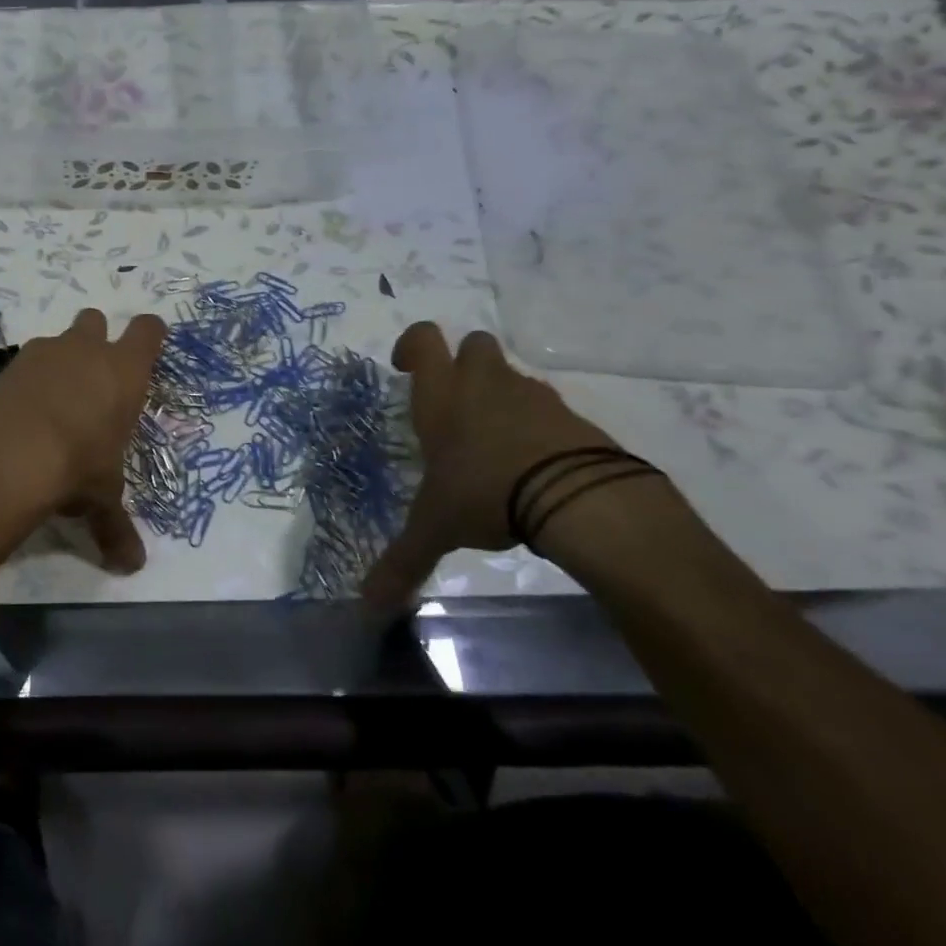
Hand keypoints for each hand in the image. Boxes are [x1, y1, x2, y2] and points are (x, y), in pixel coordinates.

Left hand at [0, 308, 166, 572]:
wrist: (6, 458)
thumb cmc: (76, 468)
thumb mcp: (101, 500)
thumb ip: (116, 528)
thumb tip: (131, 567)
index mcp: (123, 372)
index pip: (149, 330)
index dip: (150, 336)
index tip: (148, 348)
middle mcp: (83, 351)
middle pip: (95, 320)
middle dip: (96, 340)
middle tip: (93, 378)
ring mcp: (40, 354)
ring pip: (55, 341)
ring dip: (57, 363)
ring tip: (53, 405)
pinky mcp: (3, 369)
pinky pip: (21, 367)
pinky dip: (23, 385)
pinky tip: (19, 419)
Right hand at [362, 322, 617, 606]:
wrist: (579, 498)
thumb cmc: (485, 494)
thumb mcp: (435, 529)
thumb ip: (401, 561)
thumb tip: (366, 604)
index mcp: (442, 398)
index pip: (423, 340)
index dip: (412, 346)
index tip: (406, 368)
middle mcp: (484, 385)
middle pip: (474, 344)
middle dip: (463, 364)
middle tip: (453, 404)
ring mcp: (533, 397)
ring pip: (511, 376)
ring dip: (500, 397)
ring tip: (493, 444)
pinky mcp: (572, 417)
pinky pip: (547, 409)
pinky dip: (536, 426)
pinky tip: (532, 465)